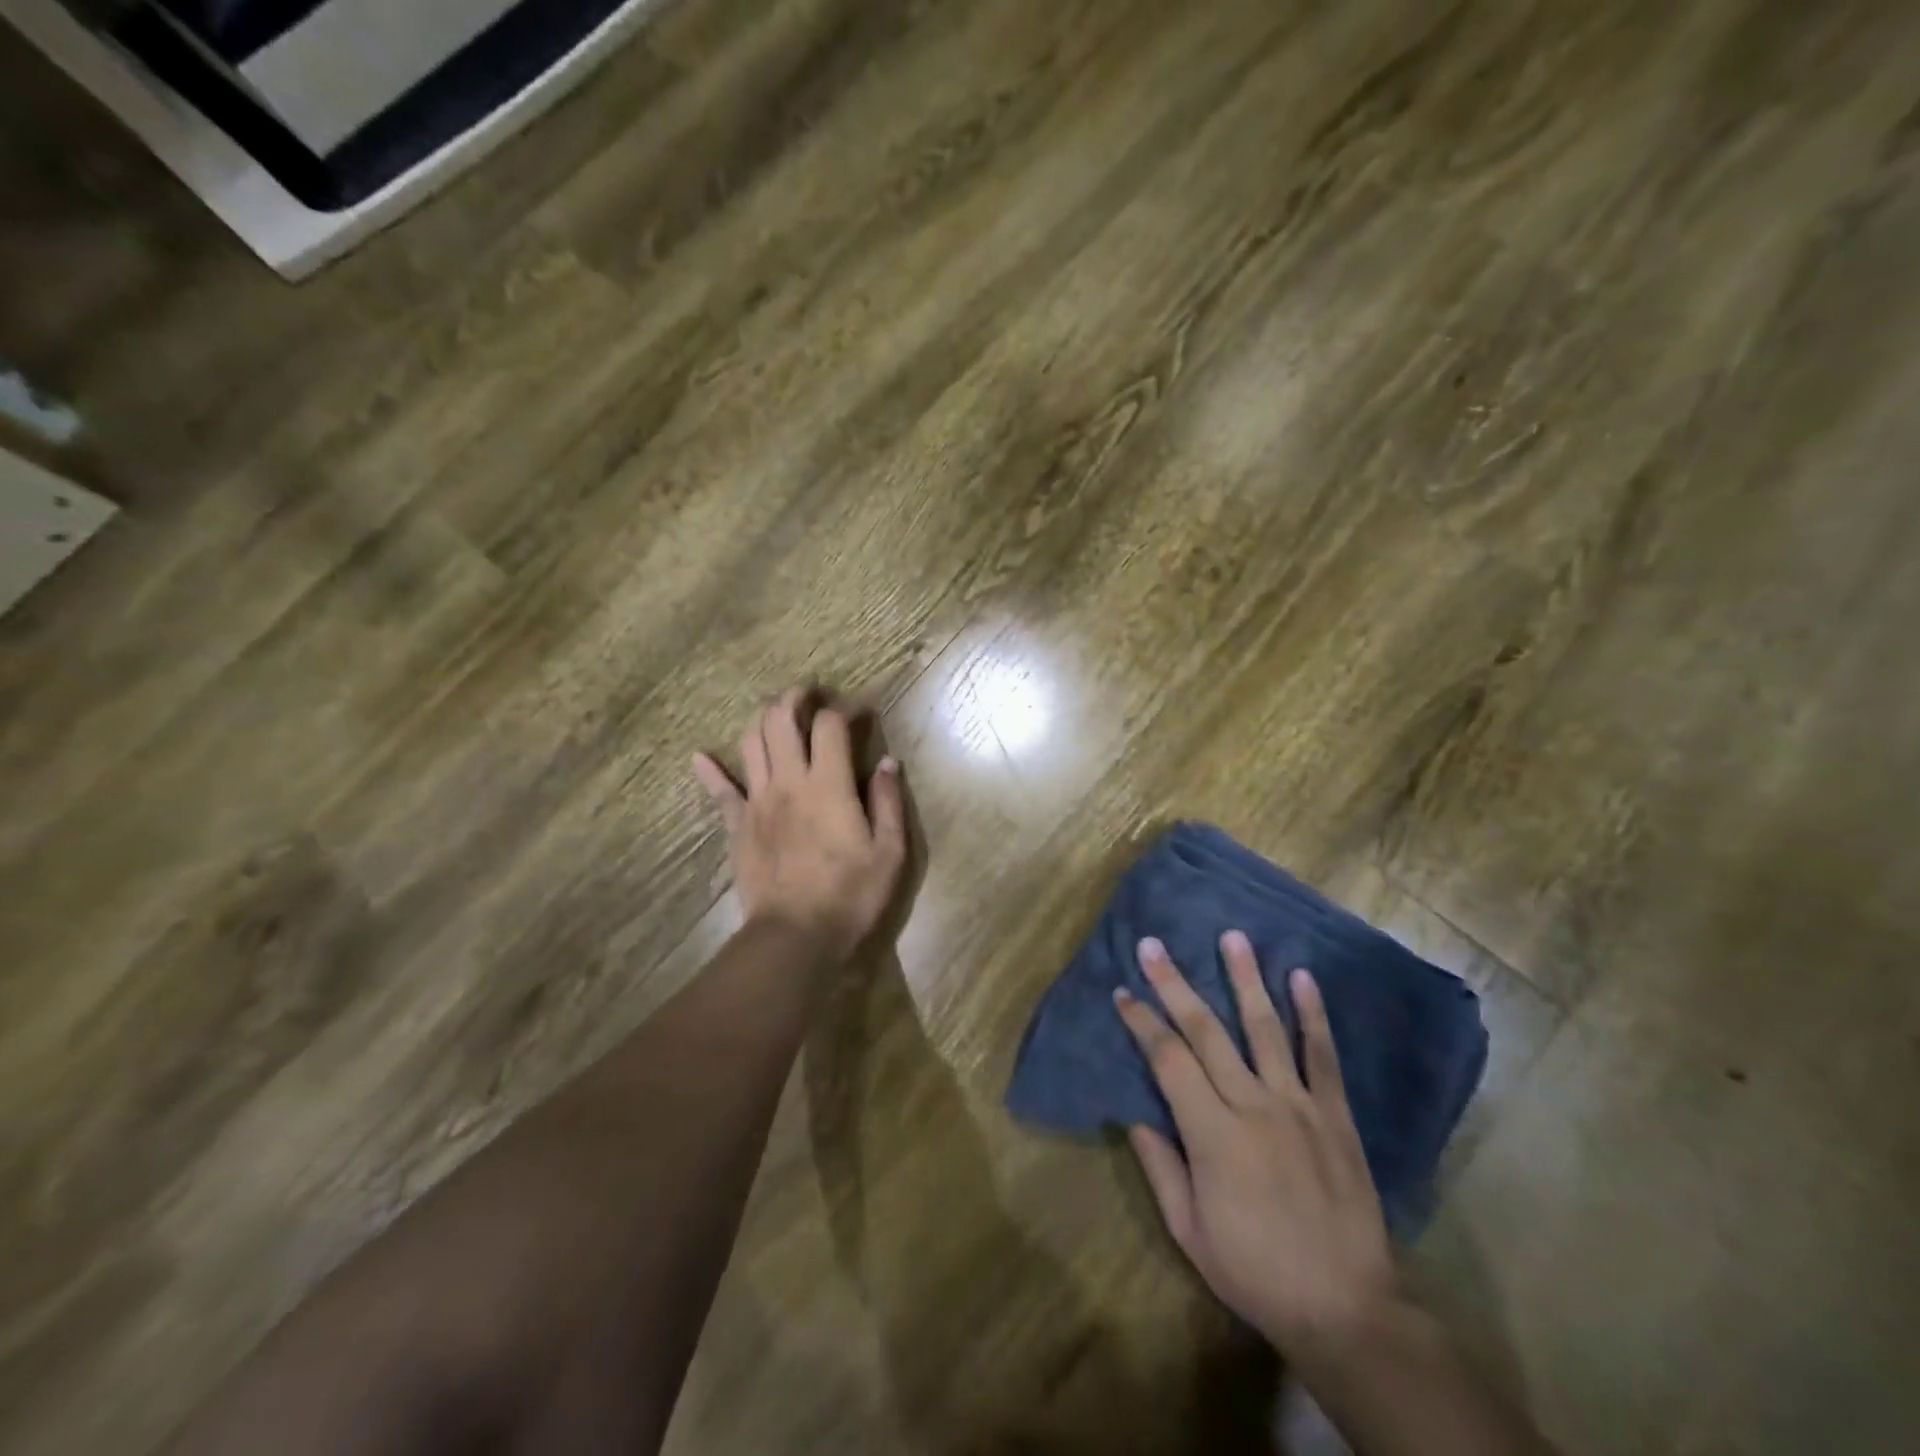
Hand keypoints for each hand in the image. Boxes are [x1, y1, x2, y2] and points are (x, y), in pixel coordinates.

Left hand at [692, 689, 906, 956]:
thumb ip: (887, 802)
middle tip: (808, 694)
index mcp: (828, 785)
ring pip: (750, 743)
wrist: (795, 937)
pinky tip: (699, 757)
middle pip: (780, 720)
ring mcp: (757, 802)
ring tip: (775, 716)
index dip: (844, 708)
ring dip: (762, 721)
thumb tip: (888, 762)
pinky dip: (710, 771)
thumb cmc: (850, 895)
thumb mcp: (888, 852)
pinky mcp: (737, 827)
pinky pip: (719, 792)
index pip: (829, 725)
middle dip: (794, 698)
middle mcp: (788, 782)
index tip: (860, 710)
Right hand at [1114, 933, 1398, 1362]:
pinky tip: (1302, 977)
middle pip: (1206, 1031)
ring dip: (1245, 979)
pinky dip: (1313, 1014)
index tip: (1123, 991)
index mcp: (1212, 1132)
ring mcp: (1298, 1105)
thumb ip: (1160, 1167)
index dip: (1142, 1022)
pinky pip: (1323, 1056)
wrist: (1347, 1308)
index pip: (1168, 1059)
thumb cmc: (1255, 1271)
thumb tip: (1135, 1114)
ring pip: (1266, 1028)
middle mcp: (1253, 1104)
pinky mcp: (1335, 1114)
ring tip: (1232, 936)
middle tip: (1154, 945)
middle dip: (1174, 984)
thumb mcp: (1189, 1230)